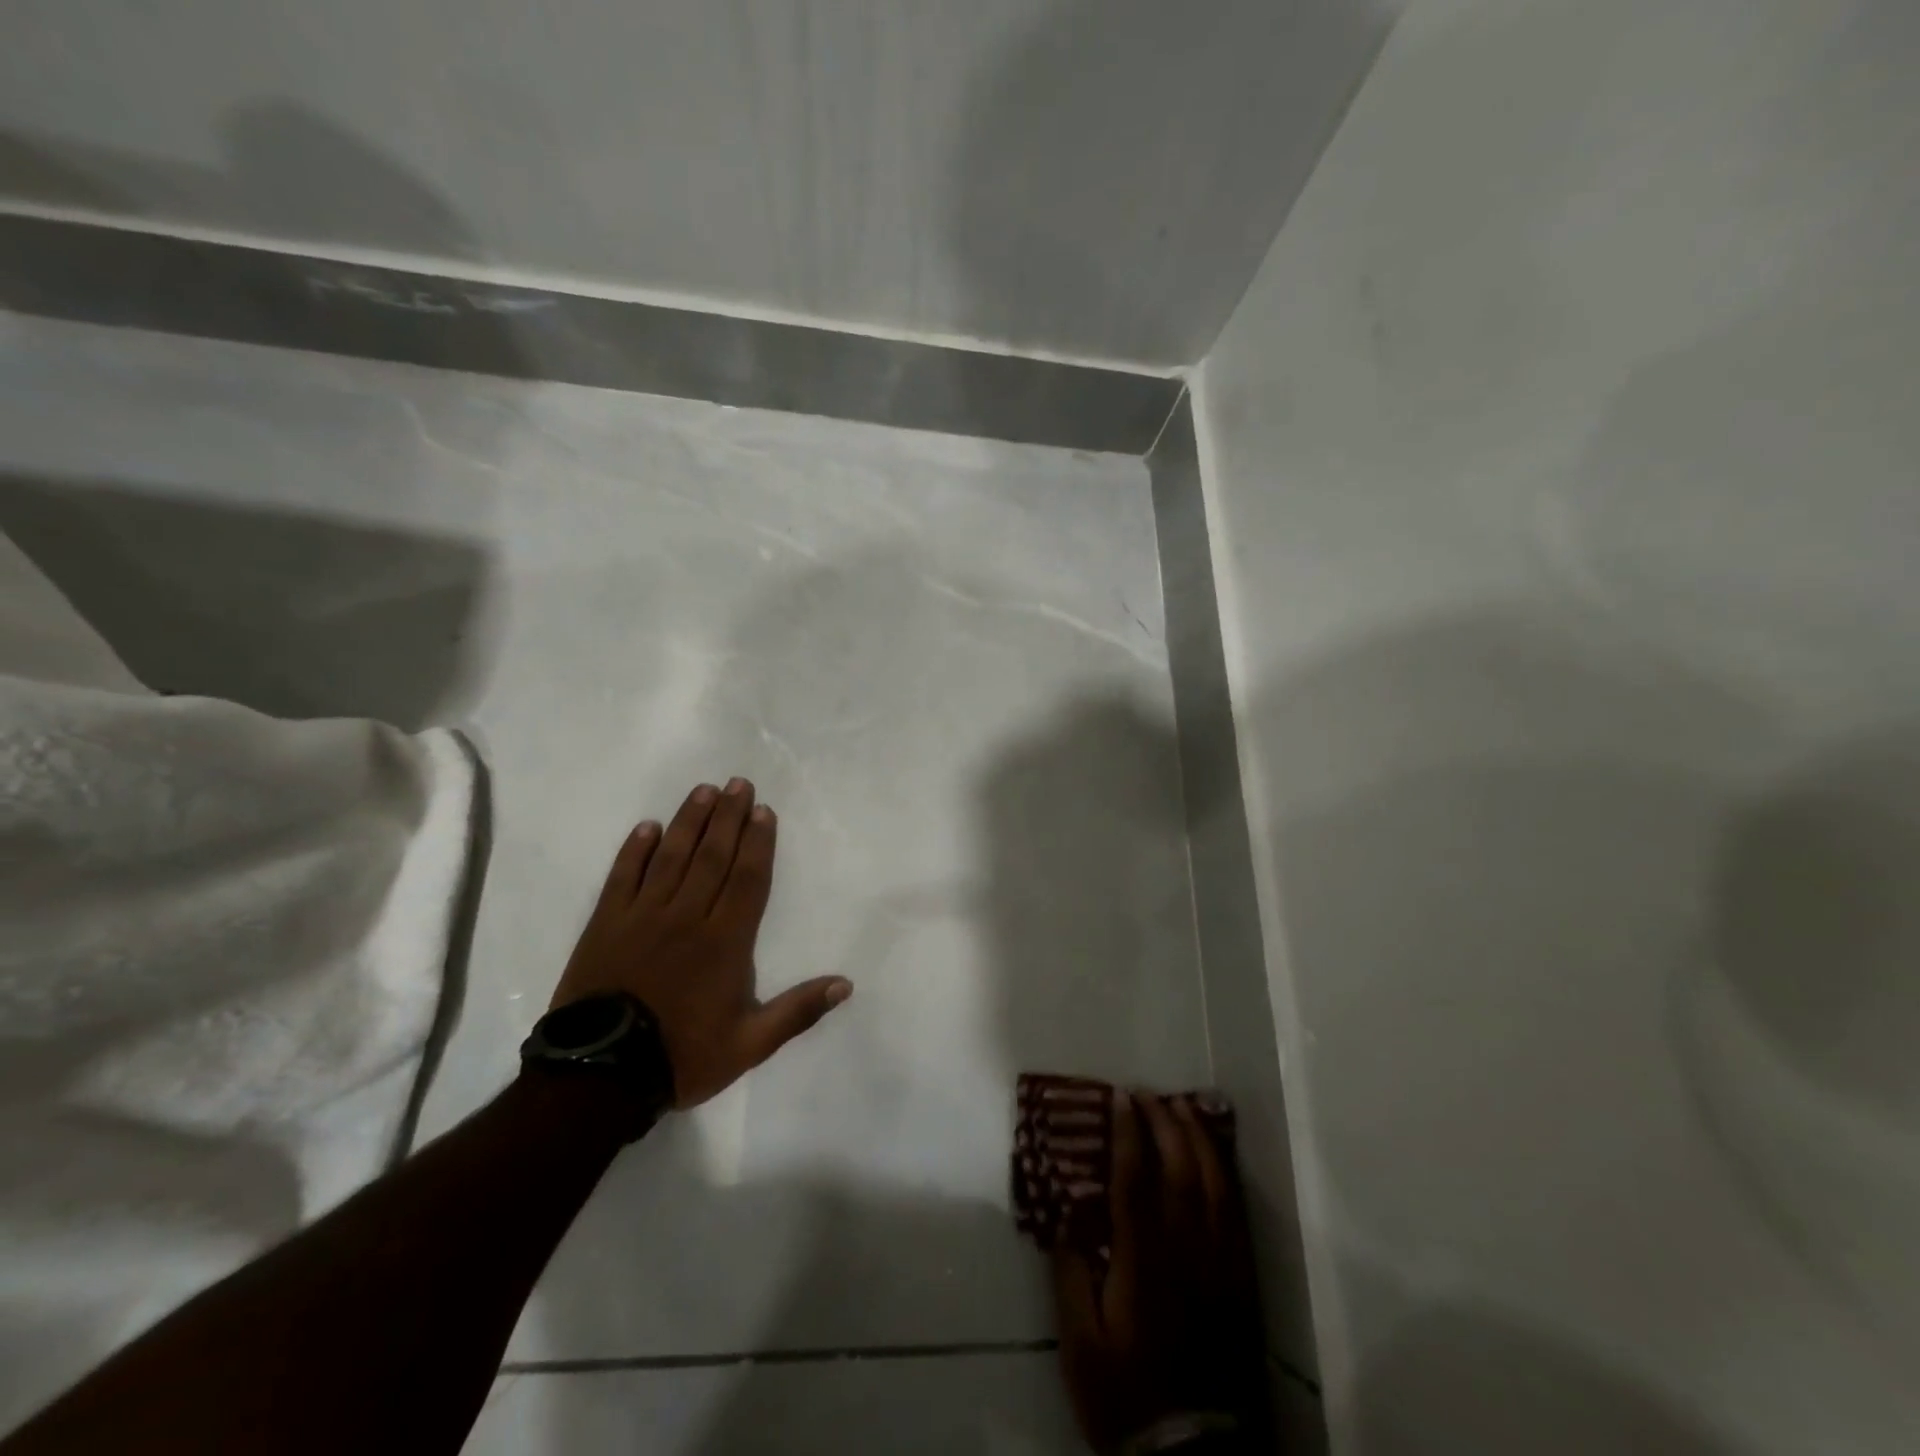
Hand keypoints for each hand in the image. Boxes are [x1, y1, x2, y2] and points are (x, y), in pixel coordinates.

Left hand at [550, 778, 851, 1108]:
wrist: (600, 1077)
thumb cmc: (682, 1056)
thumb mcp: (750, 1045)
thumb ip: (798, 1012)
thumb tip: (846, 984)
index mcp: (724, 942)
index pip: (747, 879)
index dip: (758, 843)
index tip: (763, 811)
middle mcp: (687, 917)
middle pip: (712, 857)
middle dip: (728, 817)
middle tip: (738, 784)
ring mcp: (642, 917)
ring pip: (671, 857)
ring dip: (689, 821)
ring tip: (703, 790)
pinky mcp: (606, 924)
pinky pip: (622, 877)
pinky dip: (635, 850)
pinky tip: (647, 827)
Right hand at [1052, 1092, 1268, 1454]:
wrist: (1191, 1454)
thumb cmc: (1125, 1393)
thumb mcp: (1080, 1342)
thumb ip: (1071, 1272)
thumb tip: (1064, 1211)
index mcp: (1143, 1260)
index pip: (1135, 1178)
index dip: (1127, 1131)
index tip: (1118, 1096)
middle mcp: (1186, 1250)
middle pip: (1179, 1168)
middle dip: (1162, 1121)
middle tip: (1144, 1093)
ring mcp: (1220, 1263)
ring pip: (1214, 1183)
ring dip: (1197, 1137)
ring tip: (1180, 1106)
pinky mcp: (1241, 1279)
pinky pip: (1237, 1213)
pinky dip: (1225, 1173)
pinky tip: (1215, 1155)